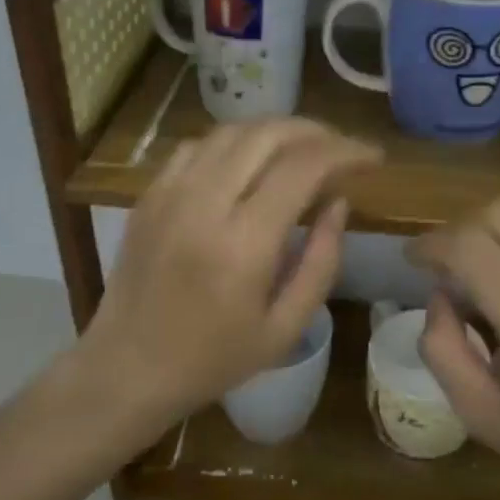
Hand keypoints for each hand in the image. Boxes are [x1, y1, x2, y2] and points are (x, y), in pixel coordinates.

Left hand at [75, 118, 380, 437]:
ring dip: (276, 131)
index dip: (345, 152)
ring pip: (231, 132)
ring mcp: (170, 193)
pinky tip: (251, 161)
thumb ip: (322, 262)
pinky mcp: (149, 194)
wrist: (127, 368)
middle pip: (267, 135)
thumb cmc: (213, 359)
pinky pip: (198, 146)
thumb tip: (339, 204)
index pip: (303, 167)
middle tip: (342, 148)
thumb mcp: (285, 328)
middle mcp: (204, 204)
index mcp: (243, 244)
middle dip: (315, 131)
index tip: (372, 157)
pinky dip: (234, 142)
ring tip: (304, 149)